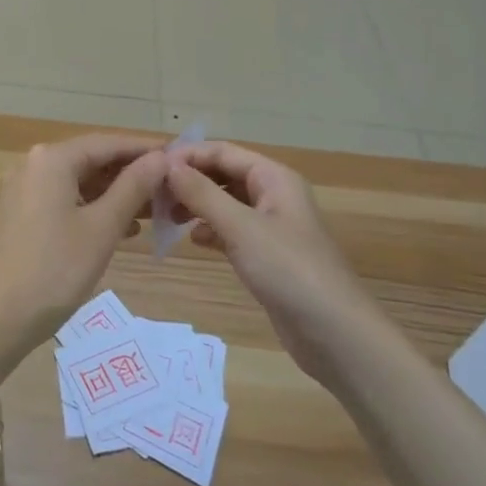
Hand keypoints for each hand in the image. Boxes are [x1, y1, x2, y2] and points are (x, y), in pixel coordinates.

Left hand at [0, 135, 168, 351]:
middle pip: (93, 160)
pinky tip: (122, 230)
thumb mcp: (102, 228)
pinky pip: (66, 200)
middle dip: (132, 174)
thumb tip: (161, 158)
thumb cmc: (54, 270)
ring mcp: (25, 190)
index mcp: (52, 159)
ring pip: (80, 182)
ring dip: (116, 194)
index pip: (108, 142)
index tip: (180, 159)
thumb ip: (133, 187)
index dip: (145, 150)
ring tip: (154, 212)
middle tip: (172, 190)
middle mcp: (35, 165)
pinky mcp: (22, 215)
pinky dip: (94, 209)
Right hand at [166, 141, 374, 380]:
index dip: (187, 155)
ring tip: (166, 217)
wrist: (335, 333)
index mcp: (274, 178)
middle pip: (223, 175)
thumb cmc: (288, 270)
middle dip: (190, 181)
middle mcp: (273, 195)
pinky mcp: (268, 255)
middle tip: (153, 195)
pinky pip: (232, 230)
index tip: (151, 168)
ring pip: (225, 203)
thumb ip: (202, 194)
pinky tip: (194, 241)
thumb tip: (167, 165)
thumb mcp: (241, 228)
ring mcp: (272, 226)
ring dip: (197, 205)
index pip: (222, 152)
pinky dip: (211, 230)